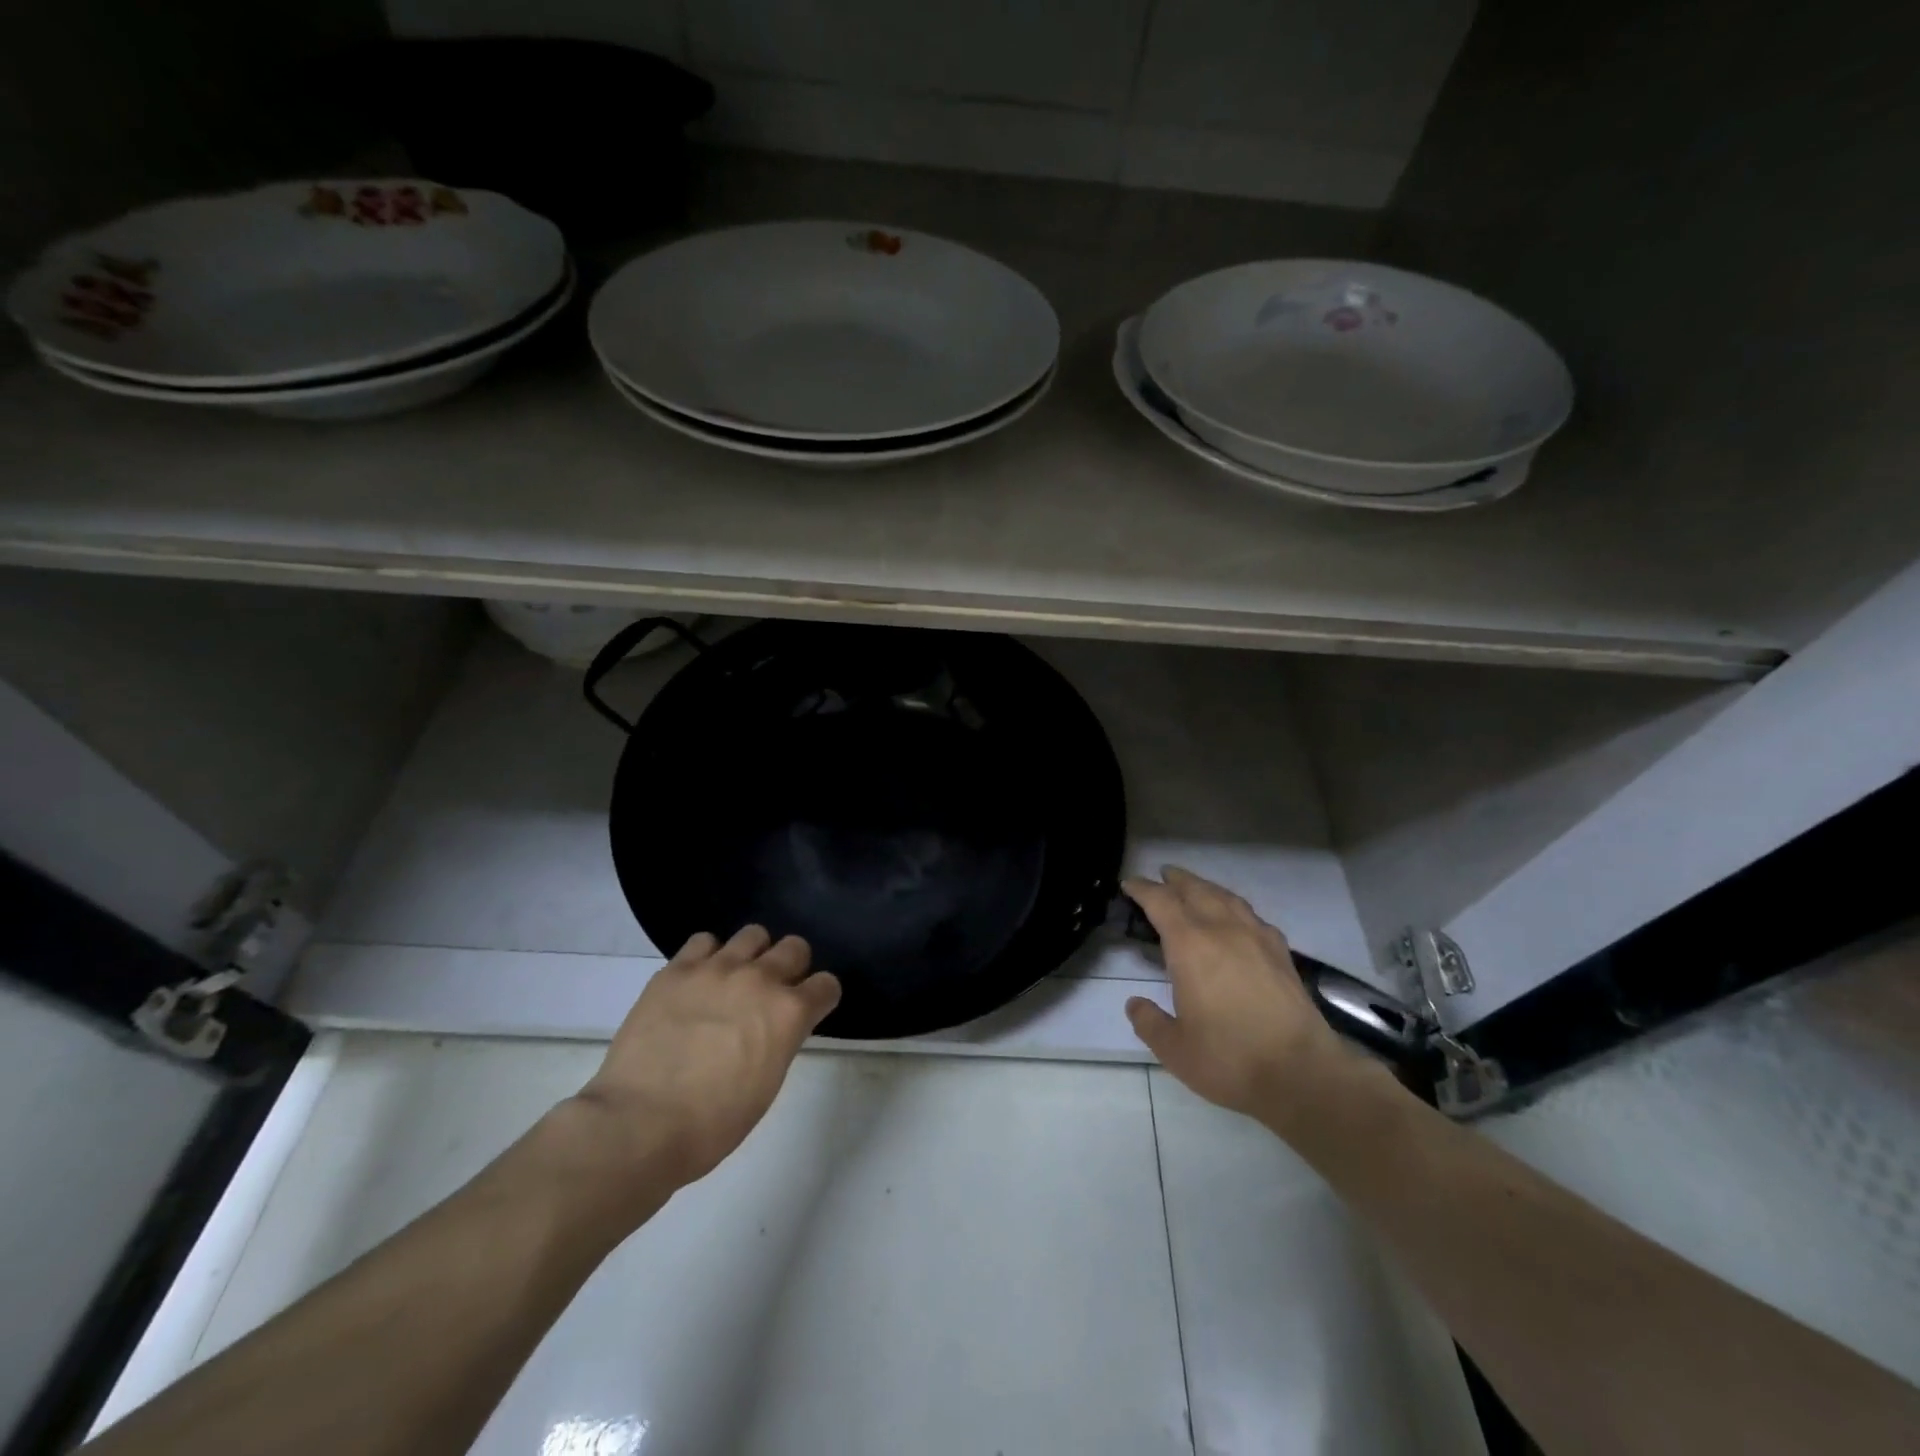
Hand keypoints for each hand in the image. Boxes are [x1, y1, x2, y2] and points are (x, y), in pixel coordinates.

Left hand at [568, 926, 841, 1199]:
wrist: (640, 1124)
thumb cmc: (712, 1123)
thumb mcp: (767, 1084)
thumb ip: (780, 1041)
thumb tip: (774, 1027)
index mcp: (790, 1013)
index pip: (827, 985)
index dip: (820, 998)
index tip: (810, 1010)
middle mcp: (760, 979)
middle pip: (795, 947)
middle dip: (792, 967)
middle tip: (773, 991)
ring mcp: (717, 969)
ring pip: (753, 934)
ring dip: (752, 955)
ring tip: (735, 979)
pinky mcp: (677, 969)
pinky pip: (704, 941)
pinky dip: (708, 956)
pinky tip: (698, 980)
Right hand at [1124, 867, 1349, 1124]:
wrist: (1302, 1073)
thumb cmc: (1230, 1058)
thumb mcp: (1174, 1049)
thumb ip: (1149, 1023)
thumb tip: (1135, 1004)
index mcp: (1190, 946)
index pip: (1161, 902)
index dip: (1142, 889)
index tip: (1129, 884)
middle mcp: (1222, 930)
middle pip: (1195, 890)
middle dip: (1176, 880)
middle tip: (1162, 876)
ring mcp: (1256, 938)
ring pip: (1226, 898)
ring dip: (1206, 887)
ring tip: (1195, 888)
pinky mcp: (1281, 953)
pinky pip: (1252, 916)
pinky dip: (1235, 908)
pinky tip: (1236, 919)